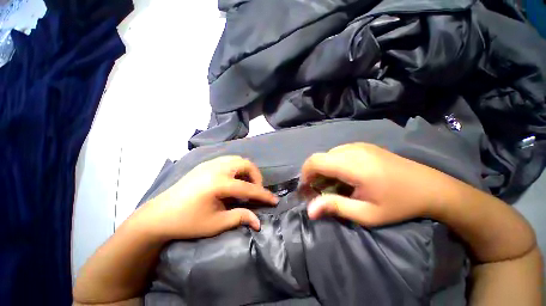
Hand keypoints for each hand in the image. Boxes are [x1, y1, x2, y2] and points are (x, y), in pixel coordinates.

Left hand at [133, 156, 277, 240]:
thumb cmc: (187, 222)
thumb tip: (259, 222)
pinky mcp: (205, 164)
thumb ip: (240, 217)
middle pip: (245, 164)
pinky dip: (236, 167)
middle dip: (255, 176)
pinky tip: (232, 179)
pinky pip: (228, 160)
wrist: (159, 215)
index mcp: (219, 183)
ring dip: (246, 170)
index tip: (275, 200)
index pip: (248, 187)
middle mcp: (216, 168)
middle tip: (254, 190)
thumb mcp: (216, 223)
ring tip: (244, 184)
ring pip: (237, 159)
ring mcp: (210, 163)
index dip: (263, 195)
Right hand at [302, 143, 448, 226]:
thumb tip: (309, 211)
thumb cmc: (398, 204)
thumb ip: (335, 207)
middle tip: (320, 190)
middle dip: (313, 173)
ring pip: (327, 154)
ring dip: (323, 168)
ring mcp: (357, 145)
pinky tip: (344, 175)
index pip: (315, 161)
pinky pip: (337, 152)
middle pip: (319, 157)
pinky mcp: (362, 145)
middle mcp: (351, 149)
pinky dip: (333, 163)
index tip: (308, 189)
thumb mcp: (367, 213)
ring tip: (333, 184)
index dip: (305, 174)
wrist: (430, 186)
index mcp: (352, 164)